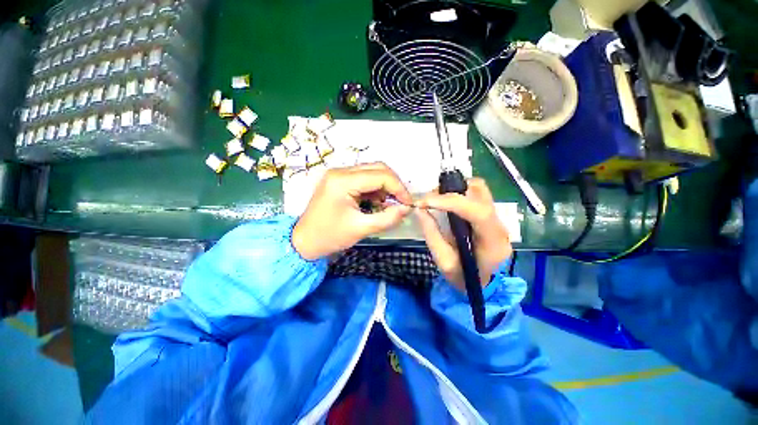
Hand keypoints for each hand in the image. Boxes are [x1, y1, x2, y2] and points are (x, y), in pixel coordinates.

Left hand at [292, 163, 412, 259]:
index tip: (408, 204)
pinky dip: (375, 189)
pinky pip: (364, 178)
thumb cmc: (330, 236)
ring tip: (389, 204)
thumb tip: (406, 209)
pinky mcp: (339, 180)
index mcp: (343, 181)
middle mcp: (340, 171)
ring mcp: (339, 174)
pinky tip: (377, 202)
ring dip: (385, 186)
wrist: (304, 242)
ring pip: (372, 171)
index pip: (380, 175)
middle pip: (377, 168)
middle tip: (401, 202)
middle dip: (393, 185)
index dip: (399, 188)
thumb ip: (387, 218)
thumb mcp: (361, 229)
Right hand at [415, 178, 511, 290]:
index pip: (478, 212)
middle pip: (481, 193)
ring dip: (455, 189)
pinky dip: (458, 192)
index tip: (426, 201)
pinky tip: (446, 202)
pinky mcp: (489, 215)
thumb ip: (431, 234)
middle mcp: (499, 226)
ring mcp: (497, 218)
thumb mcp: (443, 261)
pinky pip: (475, 194)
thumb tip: (420, 210)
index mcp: (492, 243)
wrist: (482, 283)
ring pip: (479, 189)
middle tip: (430, 199)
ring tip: (437, 199)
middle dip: (451, 191)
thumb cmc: (463, 277)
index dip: (451, 202)